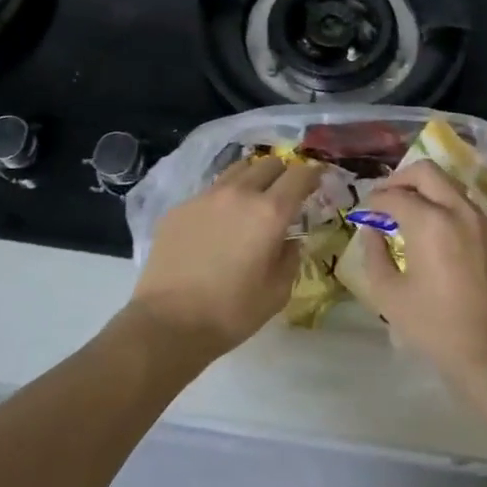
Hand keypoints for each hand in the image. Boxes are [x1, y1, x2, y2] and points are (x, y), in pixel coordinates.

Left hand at [128, 156, 321, 359]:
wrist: (168, 322)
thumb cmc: (232, 312)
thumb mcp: (278, 291)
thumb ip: (290, 257)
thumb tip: (289, 240)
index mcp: (270, 213)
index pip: (299, 175)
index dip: (312, 174)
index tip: (317, 179)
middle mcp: (239, 194)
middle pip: (268, 164)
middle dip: (283, 173)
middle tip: (285, 191)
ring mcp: (205, 198)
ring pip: (236, 170)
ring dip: (252, 178)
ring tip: (252, 198)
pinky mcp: (179, 208)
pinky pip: (209, 192)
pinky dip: (223, 198)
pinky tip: (219, 223)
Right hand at [354, 161, 486, 393]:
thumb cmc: (434, 326)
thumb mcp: (389, 294)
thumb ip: (374, 254)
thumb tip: (372, 231)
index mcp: (430, 222)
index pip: (394, 195)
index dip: (373, 201)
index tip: (364, 213)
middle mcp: (458, 210)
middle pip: (426, 172)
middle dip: (400, 179)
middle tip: (384, 200)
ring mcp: (482, 220)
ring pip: (449, 184)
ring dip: (424, 189)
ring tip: (406, 214)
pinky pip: (464, 204)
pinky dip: (444, 204)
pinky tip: (432, 230)